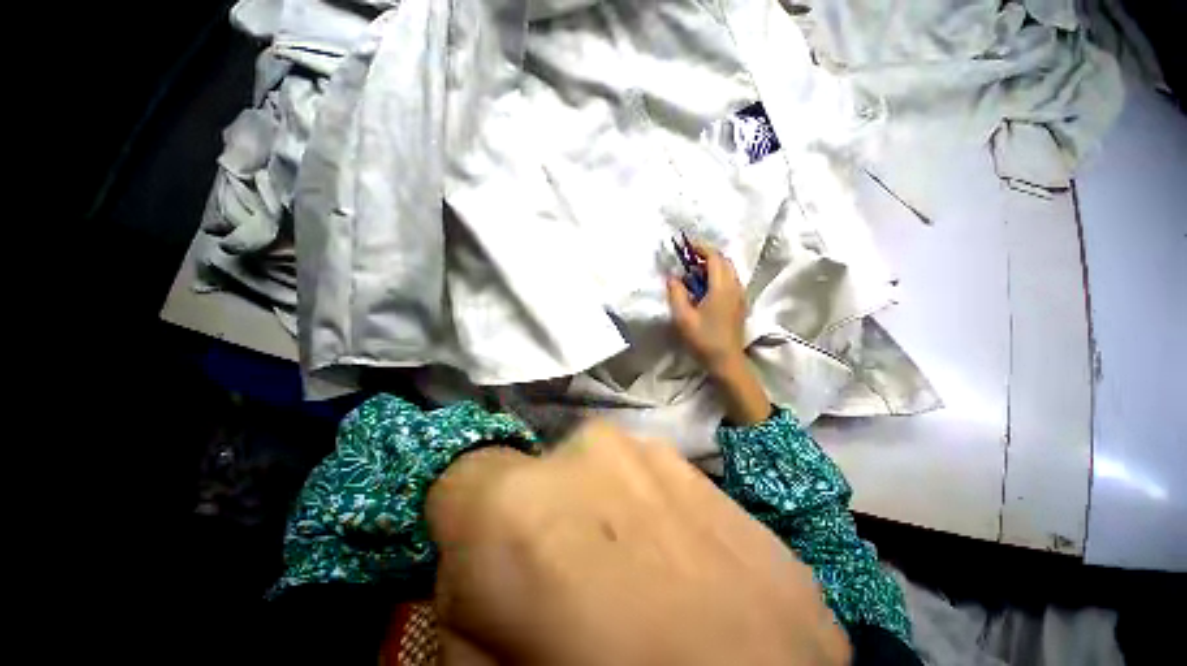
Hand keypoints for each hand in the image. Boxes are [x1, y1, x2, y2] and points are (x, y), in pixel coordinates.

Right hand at [427, 421, 850, 665]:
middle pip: (536, 470)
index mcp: (519, 502)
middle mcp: (590, 453)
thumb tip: (477, 560)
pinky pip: (652, 480)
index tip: (483, 559)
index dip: (463, 519)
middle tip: (567, 585)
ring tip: (634, 584)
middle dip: (537, 516)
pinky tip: (682, 574)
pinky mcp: (707, 475)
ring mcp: (657, 455)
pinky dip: (649, 514)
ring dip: (598, 513)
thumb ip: (464, 599)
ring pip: (598, 470)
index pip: (461, 475)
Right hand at [667, 243, 747, 374]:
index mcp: (722, 287)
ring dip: (711, 268)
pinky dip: (717, 278)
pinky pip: (730, 282)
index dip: (700, 248)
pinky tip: (704, 290)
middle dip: (706, 256)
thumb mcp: (683, 317)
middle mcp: (735, 287)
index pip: (714, 257)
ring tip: (692, 276)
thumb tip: (672, 276)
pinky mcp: (739, 305)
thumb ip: (676, 293)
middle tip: (687, 262)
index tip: (685, 246)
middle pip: (724, 262)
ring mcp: (740, 296)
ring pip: (728, 272)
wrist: (726, 361)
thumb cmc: (703, 339)